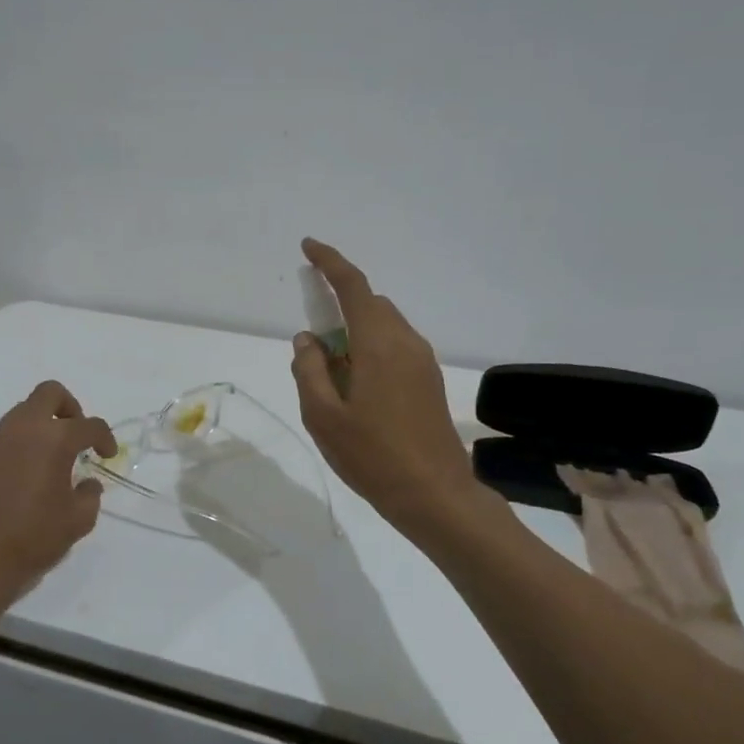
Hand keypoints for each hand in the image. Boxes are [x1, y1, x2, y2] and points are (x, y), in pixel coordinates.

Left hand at [0, 380, 116, 618]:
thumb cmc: (31, 538)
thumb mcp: (77, 521)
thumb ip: (89, 495)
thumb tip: (86, 483)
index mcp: (54, 439)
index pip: (89, 425)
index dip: (104, 437)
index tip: (107, 455)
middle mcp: (23, 428)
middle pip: (50, 393)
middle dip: (69, 407)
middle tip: (76, 435)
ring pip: (23, 413)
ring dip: (41, 426)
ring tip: (49, 459)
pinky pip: (4, 436)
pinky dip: (19, 444)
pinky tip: (23, 475)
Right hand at [290, 238, 476, 527]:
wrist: (435, 495)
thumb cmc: (373, 455)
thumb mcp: (323, 416)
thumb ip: (309, 370)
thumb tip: (308, 339)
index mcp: (378, 344)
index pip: (353, 286)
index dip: (330, 262)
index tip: (308, 247)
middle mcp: (405, 342)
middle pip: (371, 305)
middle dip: (341, 305)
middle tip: (314, 339)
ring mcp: (422, 362)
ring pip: (385, 326)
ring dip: (356, 332)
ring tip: (333, 374)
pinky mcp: (429, 381)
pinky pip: (396, 347)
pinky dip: (372, 349)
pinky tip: (358, 388)